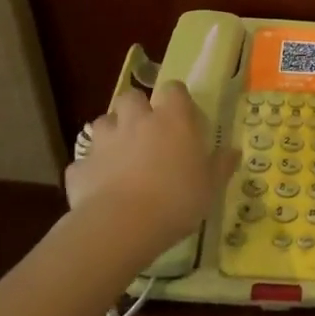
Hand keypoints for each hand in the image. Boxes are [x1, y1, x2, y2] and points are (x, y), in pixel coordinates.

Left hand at [65, 82, 235, 260]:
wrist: (122, 226)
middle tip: (147, 132)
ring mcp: (104, 141)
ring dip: (111, 134)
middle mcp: (136, 120)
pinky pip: (85, 161)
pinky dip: (92, 169)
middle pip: (132, 97)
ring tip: (120, 156)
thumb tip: (234, 151)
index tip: (181, 115)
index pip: (174, 89)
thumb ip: (221, 165)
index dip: (176, 99)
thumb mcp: (210, 186)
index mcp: (172, 119)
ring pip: (103, 122)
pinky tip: (100, 187)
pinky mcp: (80, 166)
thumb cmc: (177, 200)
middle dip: (136, 110)